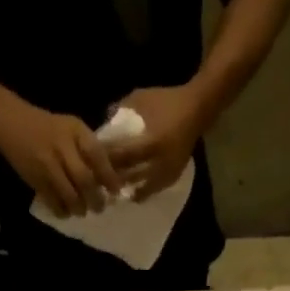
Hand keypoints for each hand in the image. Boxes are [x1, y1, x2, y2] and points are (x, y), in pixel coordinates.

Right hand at [0, 100, 121, 216]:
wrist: (11, 123)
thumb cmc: (47, 127)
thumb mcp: (70, 128)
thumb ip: (87, 147)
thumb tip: (108, 175)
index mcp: (75, 131)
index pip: (97, 155)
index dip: (109, 176)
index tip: (116, 191)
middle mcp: (62, 146)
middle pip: (84, 179)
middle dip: (95, 198)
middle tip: (100, 208)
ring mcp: (47, 164)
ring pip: (69, 194)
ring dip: (79, 208)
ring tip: (82, 211)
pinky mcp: (35, 179)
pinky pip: (53, 201)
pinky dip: (62, 210)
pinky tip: (65, 212)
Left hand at [109, 85, 211, 199]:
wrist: (197, 109)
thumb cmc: (167, 101)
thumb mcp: (142, 98)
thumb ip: (121, 109)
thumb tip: (102, 122)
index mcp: (151, 142)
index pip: (123, 156)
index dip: (107, 161)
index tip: (93, 162)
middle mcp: (159, 162)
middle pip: (130, 176)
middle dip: (114, 179)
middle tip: (99, 181)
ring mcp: (167, 172)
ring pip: (141, 189)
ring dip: (126, 190)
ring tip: (112, 191)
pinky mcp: (172, 177)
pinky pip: (153, 190)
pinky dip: (141, 193)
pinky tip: (130, 193)